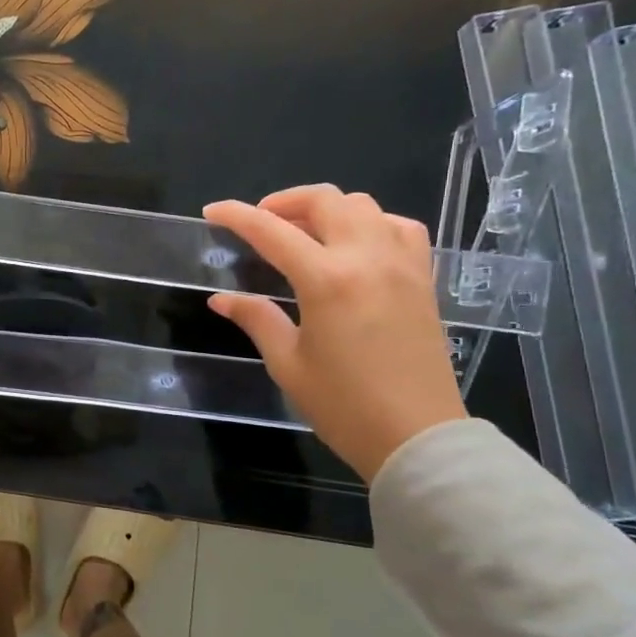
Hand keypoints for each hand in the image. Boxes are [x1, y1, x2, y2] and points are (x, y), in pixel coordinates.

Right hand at [202, 185, 466, 482]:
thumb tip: (221, 298)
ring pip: (363, 206)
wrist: (417, 436)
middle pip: (325, 200)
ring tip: (305, 232)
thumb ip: (256, 319)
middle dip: (284, 202)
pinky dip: (371, 223)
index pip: (271, 231)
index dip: (237, 216)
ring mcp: (402, 265)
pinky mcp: (423, 279)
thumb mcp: (287, 362)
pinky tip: (355, 245)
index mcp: (326, 280)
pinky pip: (400, 227)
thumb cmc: (343, 405)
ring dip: (327, 209)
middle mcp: (367, 258)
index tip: (213, 211)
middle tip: (261, 222)